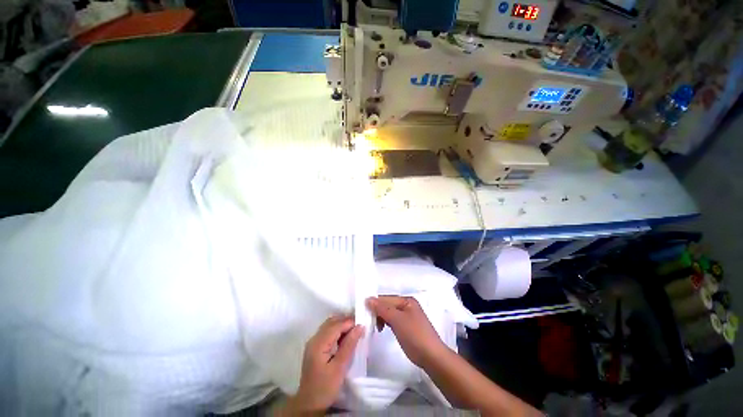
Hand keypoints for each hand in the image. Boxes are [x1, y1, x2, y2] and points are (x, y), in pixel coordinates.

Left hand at [283, 316, 363, 414]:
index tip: (363, 325)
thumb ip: (349, 345)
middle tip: (360, 326)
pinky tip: (345, 337)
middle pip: (332, 322)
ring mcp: (313, 342)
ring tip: (355, 331)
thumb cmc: (325, 387)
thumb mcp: (340, 368)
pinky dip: (337, 330)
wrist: (309, 404)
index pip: (336, 325)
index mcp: (319, 343)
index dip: (350, 322)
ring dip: (342, 325)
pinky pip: (327, 332)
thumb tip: (360, 326)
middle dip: (346, 321)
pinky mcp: (315, 347)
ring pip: (329, 325)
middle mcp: (314, 338)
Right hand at [366, 296, 448, 367]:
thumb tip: (368, 299)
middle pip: (387, 305)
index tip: (362, 310)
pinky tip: (382, 329)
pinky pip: (392, 321)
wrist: (431, 356)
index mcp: (407, 300)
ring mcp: (407, 317)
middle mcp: (407, 305)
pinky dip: (386, 323)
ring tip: (376, 327)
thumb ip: (382, 309)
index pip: (387, 298)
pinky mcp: (406, 327)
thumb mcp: (397, 320)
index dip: (375, 303)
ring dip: (381, 318)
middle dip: (378, 311)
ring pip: (389, 313)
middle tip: (368, 321)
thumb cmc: (414, 335)